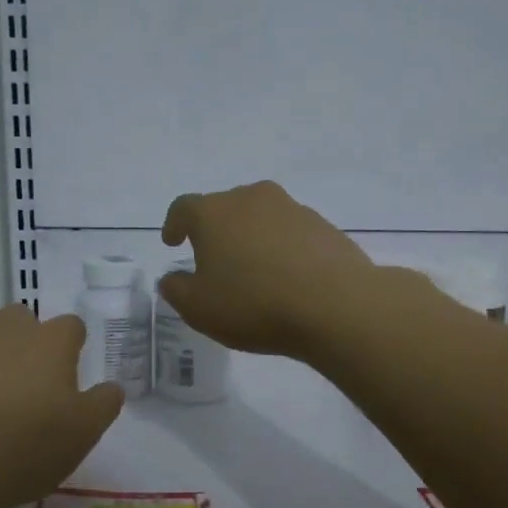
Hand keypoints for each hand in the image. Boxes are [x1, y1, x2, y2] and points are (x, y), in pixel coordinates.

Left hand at [0, 304, 123, 507]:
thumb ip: (103, 404)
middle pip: (20, 320)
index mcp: (48, 341)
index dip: (72, 347)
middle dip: (25, 343)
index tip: (69, 375)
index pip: (71, 326)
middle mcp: (2, 330)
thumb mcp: (83, 433)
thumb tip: (112, 387)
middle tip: (27, 386)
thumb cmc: (26, 445)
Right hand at [158, 181, 379, 356]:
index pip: (183, 208)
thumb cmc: (253, 304)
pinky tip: (287, 278)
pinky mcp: (323, 226)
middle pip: (225, 208)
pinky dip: (282, 249)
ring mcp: (292, 209)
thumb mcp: (199, 308)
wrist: (335, 305)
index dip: (174, 225)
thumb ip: (176, 290)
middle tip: (214, 262)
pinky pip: (291, 233)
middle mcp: (252, 199)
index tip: (173, 242)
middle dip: (216, 231)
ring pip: (261, 218)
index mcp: (214, 213)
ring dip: (252, 238)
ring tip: (254, 272)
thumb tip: (173, 278)